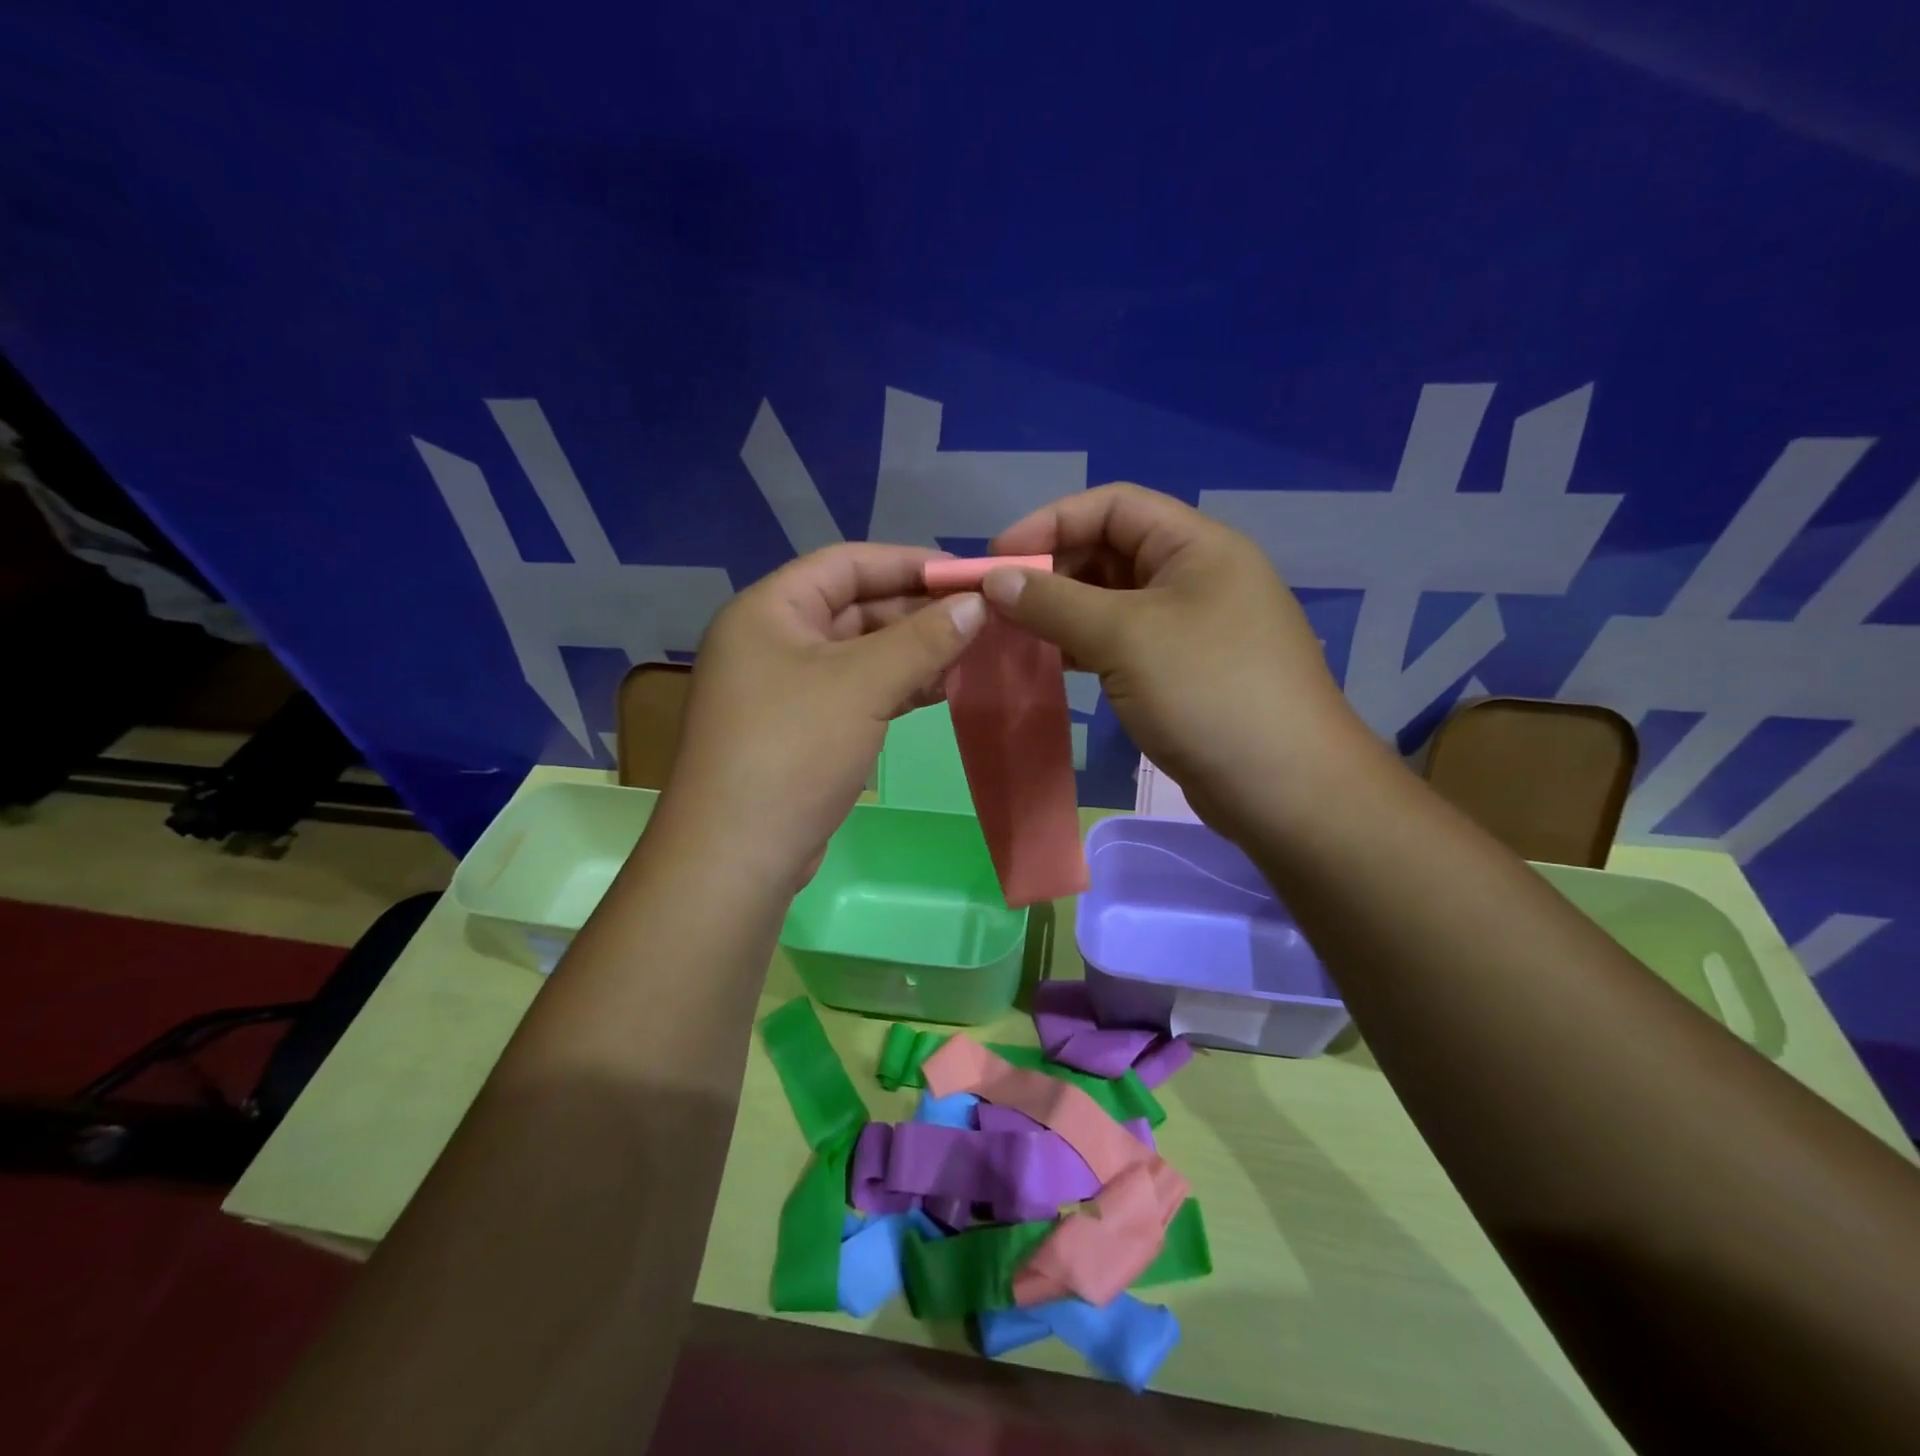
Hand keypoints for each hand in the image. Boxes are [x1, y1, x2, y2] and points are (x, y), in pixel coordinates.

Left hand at [657, 543, 986, 888]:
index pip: (846, 563)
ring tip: (971, 654)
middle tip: (979, 619)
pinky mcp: (800, 730)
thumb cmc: (794, 750)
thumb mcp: (864, 684)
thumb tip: (978, 603)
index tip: (966, 576)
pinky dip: (896, 687)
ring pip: (859, 653)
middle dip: (917, 612)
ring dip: (913, 652)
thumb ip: (923, 638)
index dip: (908, 563)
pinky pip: (855, 691)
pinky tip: (940, 690)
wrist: (737, 855)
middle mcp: (771, 640)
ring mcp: (784, 688)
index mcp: (768, 610)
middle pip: (854, 607)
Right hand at [986, 483, 1372, 835]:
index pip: (1112, 506)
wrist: (1284, 788)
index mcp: (1195, 546)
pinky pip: (1123, 642)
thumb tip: (994, 579)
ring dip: (1063, 610)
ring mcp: (1190, 627)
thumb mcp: (1125, 637)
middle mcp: (1195, 576)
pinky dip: (1084, 645)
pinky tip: (1053, 662)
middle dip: (1053, 569)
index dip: (1051, 522)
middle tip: (1000, 602)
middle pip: (1110, 550)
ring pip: (1112, 601)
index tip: (998, 558)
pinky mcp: (1182, 672)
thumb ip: (1054, 602)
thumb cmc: (1208, 692)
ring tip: (1015, 632)